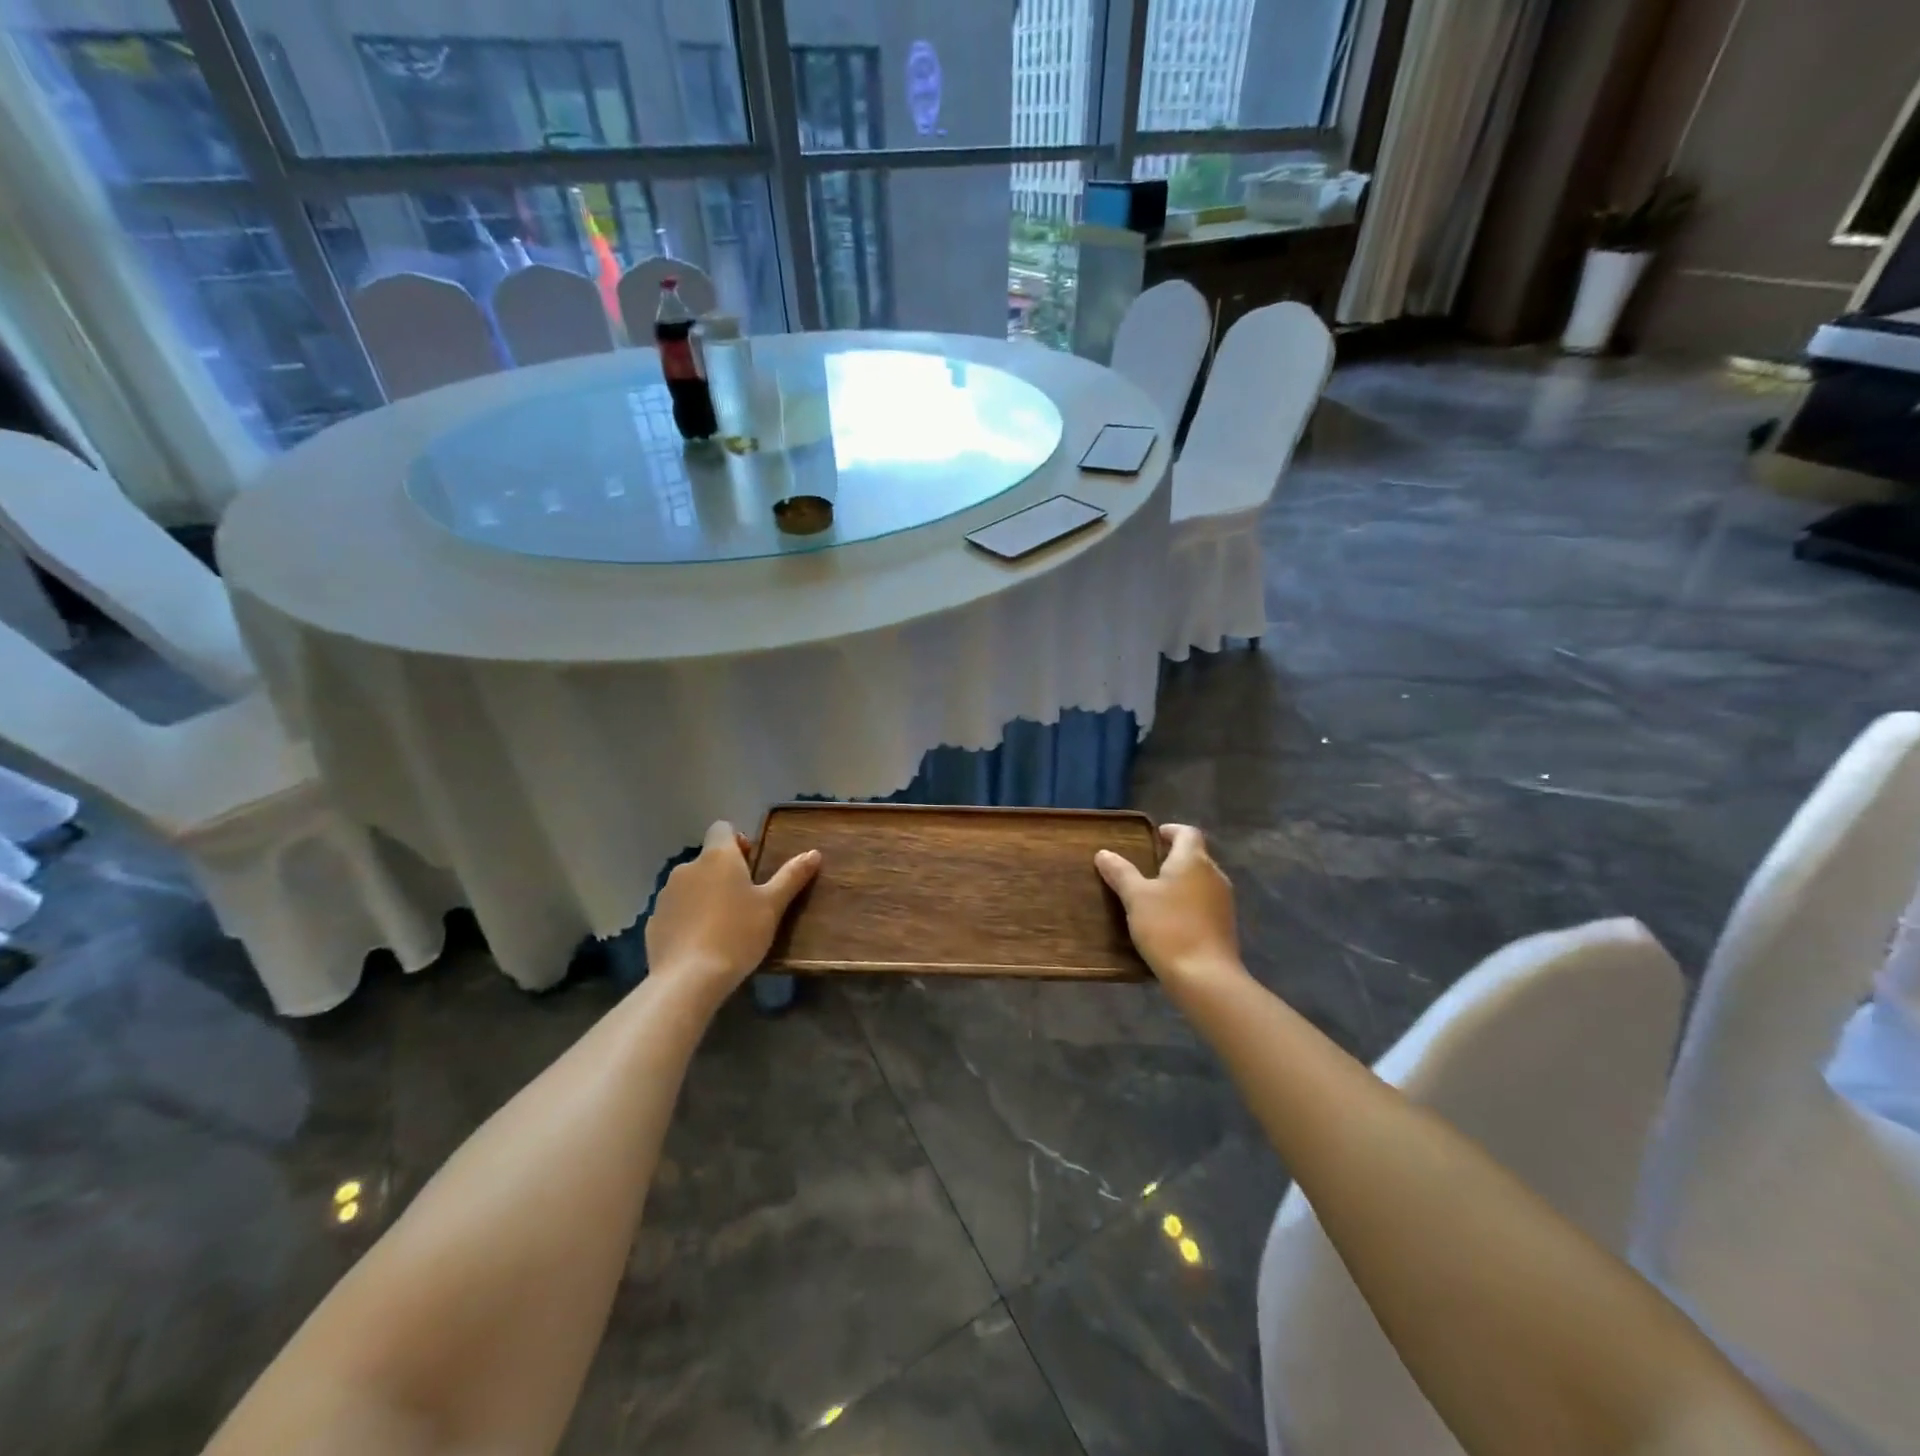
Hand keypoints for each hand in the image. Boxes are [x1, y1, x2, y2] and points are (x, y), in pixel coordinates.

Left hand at [645, 821, 819, 997]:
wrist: (689, 979)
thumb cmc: (738, 933)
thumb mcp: (772, 906)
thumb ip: (792, 876)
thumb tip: (814, 853)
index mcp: (718, 857)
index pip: (722, 828)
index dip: (737, 841)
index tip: (751, 865)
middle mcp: (687, 867)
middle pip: (708, 859)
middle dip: (724, 873)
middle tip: (744, 901)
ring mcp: (666, 894)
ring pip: (690, 885)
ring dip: (705, 895)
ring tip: (722, 925)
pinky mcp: (653, 921)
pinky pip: (676, 910)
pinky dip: (688, 918)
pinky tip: (700, 943)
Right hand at [1095, 824, 1243, 988]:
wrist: (1205, 976)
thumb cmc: (1168, 927)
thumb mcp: (1136, 898)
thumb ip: (1120, 872)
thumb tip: (1104, 853)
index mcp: (1193, 860)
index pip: (1187, 833)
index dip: (1171, 831)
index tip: (1154, 837)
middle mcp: (1214, 874)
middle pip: (1196, 855)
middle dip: (1174, 857)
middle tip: (1147, 866)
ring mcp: (1223, 900)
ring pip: (1201, 880)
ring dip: (1181, 881)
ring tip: (1156, 893)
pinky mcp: (1225, 924)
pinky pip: (1205, 901)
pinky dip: (1189, 901)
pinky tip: (1171, 918)